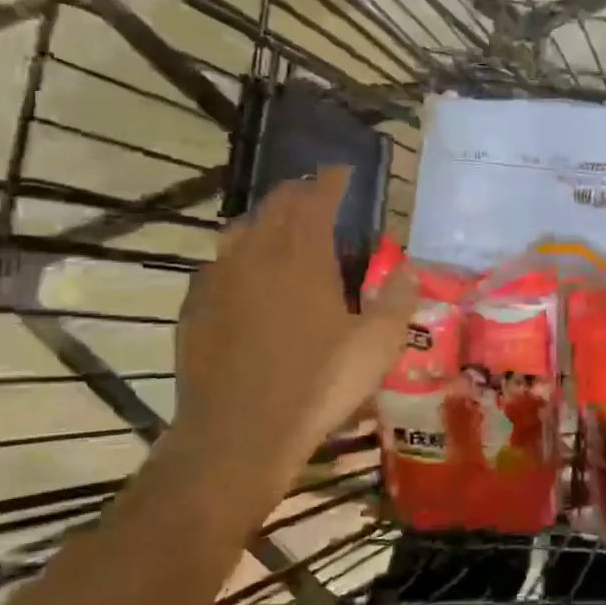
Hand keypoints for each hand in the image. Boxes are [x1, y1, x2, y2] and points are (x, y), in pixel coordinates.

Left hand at [170, 167, 416, 509]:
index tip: (342, 171)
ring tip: (280, 230)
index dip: (332, 179)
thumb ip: (398, 300)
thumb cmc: (317, 383)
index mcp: (303, 255)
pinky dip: (237, 258)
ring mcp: (219, 279)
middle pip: (276, 204)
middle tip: (317, 196)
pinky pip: (217, 265)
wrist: (238, 433)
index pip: (317, 197)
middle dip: (299, 192)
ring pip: (240, 229)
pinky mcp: (195, 307)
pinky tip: (244, 280)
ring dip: (264, 220)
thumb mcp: (377, 345)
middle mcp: (257, 254)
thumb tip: (410, 268)